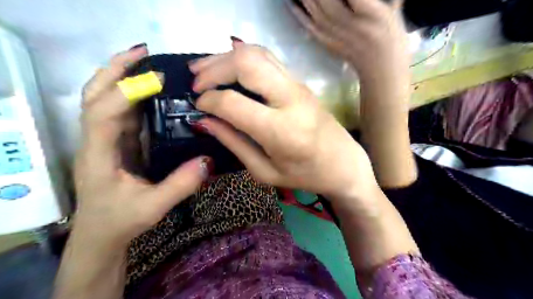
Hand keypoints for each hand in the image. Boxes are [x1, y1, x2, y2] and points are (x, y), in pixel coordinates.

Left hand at [73, 46, 210, 251]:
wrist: (101, 236)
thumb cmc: (120, 221)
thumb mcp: (153, 207)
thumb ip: (180, 184)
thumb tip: (208, 160)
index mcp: (99, 155)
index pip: (101, 113)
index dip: (125, 92)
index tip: (157, 80)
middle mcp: (97, 140)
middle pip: (94, 95)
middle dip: (116, 69)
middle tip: (144, 53)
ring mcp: (106, 140)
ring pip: (105, 99)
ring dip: (123, 76)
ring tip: (149, 63)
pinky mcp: (118, 143)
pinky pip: (121, 112)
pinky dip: (133, 95)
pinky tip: (153, 91)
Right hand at [190, 46, 376, 206]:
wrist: (344, 164)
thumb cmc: (305, 175)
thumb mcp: (265, 170)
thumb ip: (233, 142)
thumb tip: (204, 120)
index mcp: (281, 130)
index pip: (233, 102)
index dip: (209, 101)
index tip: (198, 107)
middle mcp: (290, 99)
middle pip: (245, 64)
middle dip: (213, 69)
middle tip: (195, 83)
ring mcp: (298, 86)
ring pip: (256, 53)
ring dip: (225, 58)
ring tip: (203, 70)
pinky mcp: (300, 82)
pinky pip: (267, 58)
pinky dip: (242, 57)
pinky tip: (228, 66)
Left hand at [291, 0, 408, 84]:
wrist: (380, 70)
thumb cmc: (392, 40)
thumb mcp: (392, 13)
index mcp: (371, 13)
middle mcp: (351, 25)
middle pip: (327, 1)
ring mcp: (336, 37)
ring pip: (316, 12)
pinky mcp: (328, 44)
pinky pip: (310, 28)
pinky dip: (299, 14)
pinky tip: (291, 3)